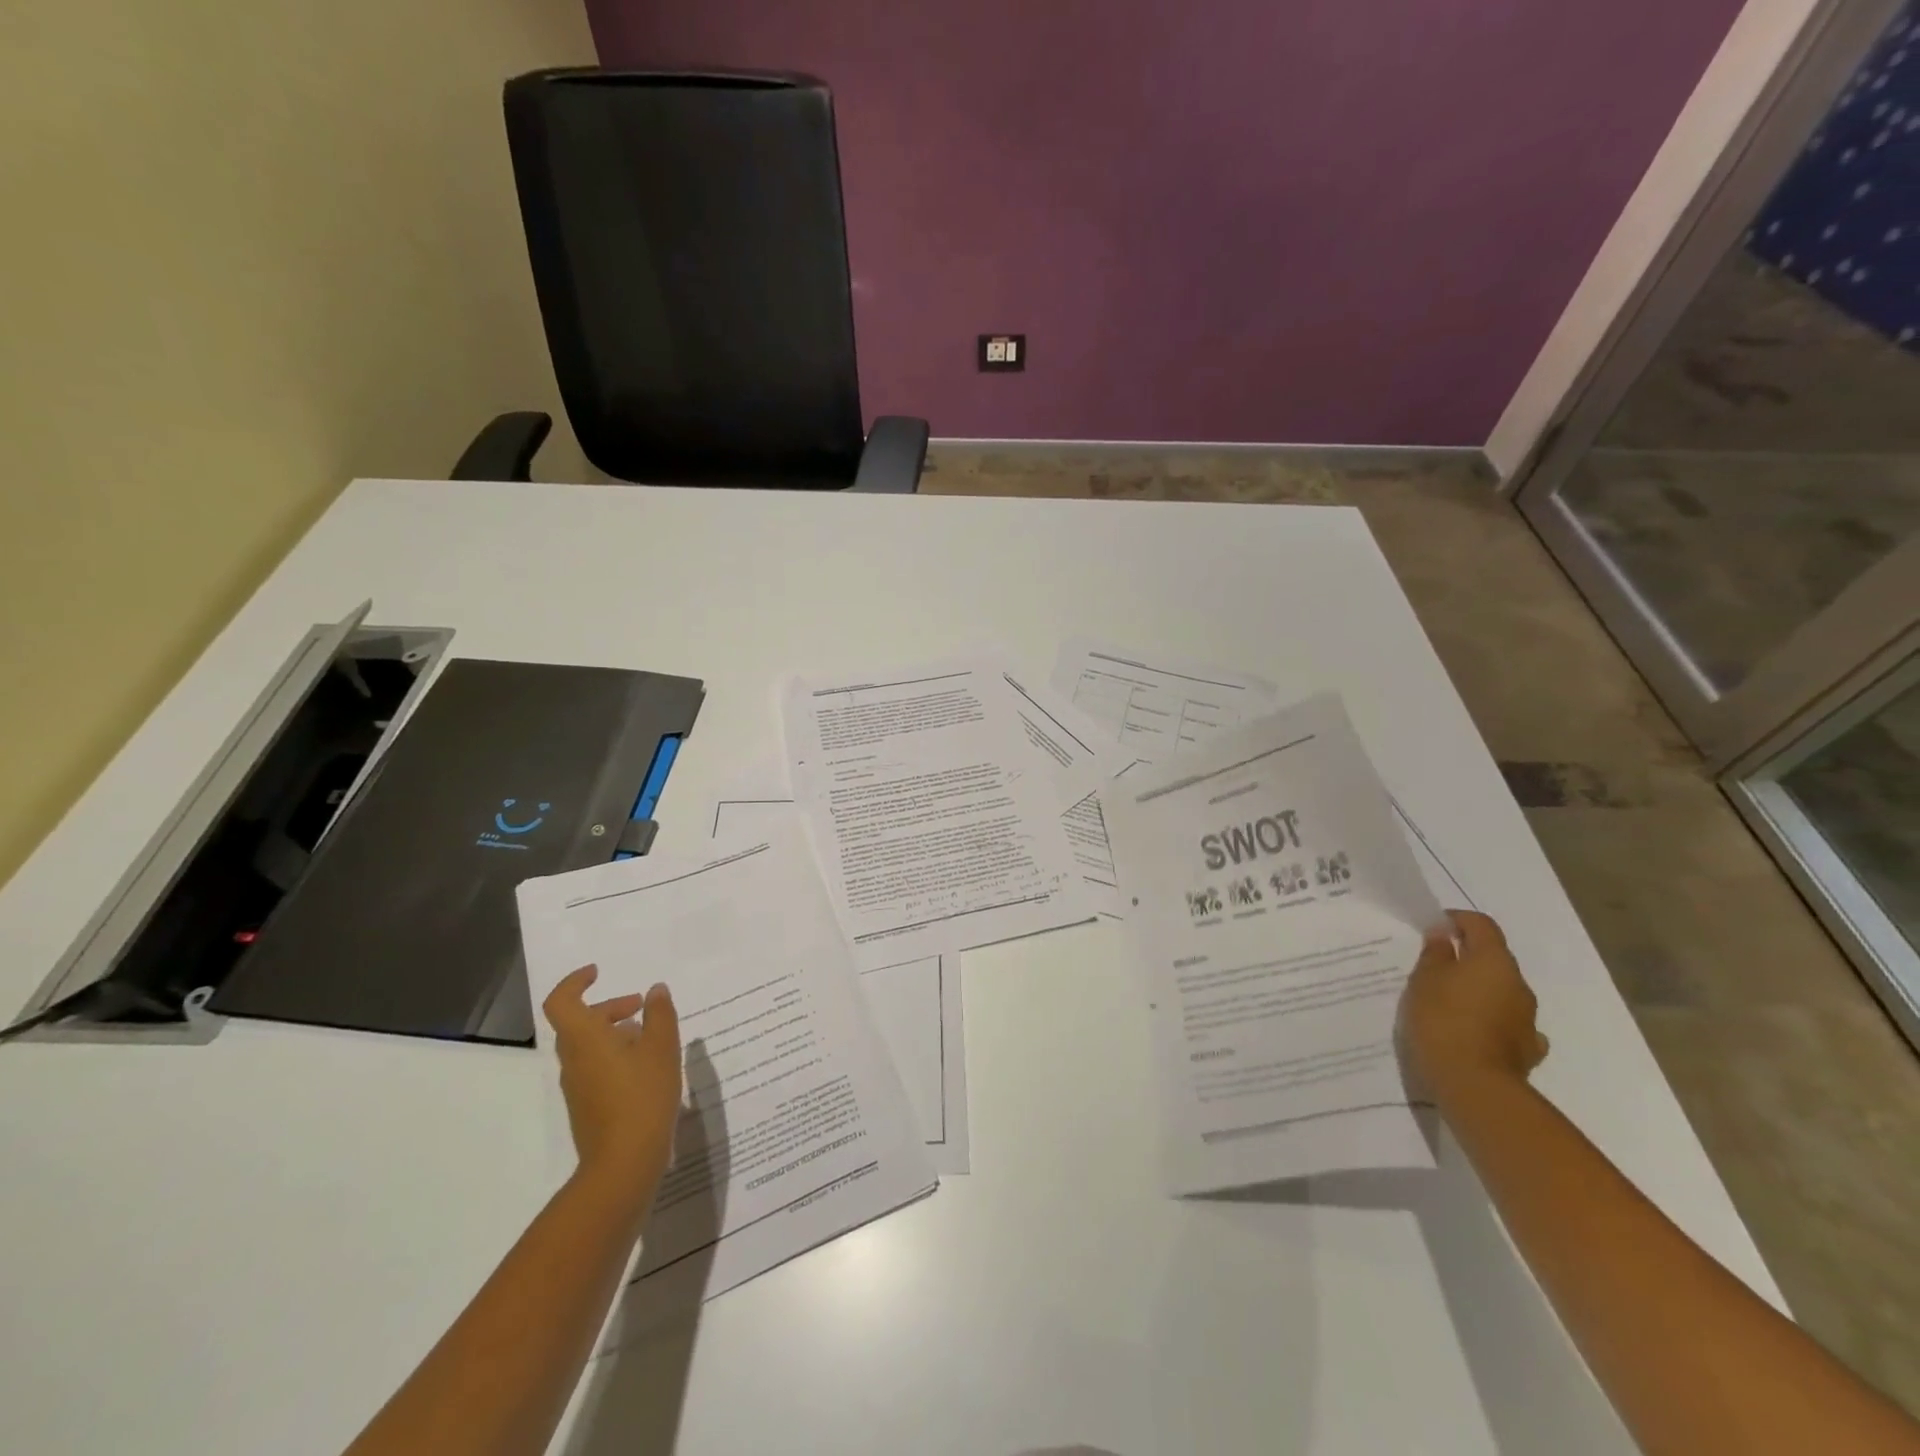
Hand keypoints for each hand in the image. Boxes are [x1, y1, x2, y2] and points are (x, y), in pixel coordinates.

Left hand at [542, 966, 682, 1208]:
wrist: (623, 1164)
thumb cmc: (643, 1096)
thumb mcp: (662, 1047)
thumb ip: (660, 1014)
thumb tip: (655, 990)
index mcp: (585, 1039)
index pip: (562, 1001)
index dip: (575, 982)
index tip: (598, 973)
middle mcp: (573, 1060)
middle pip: (579, 1022)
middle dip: (609, 1007)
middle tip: (641, 1005)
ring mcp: (577, 1086)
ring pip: (588, 1046)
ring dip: (614, 1032)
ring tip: (651, 1035)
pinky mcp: (587, 1106)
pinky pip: (595, 1067)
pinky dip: (615, 1055)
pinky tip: (646, 1067)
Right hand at [1399, 910, 1548, 1100]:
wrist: (1474, 1084)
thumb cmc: (1442, 1020)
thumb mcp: (1424, 979)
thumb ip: (1436, 953)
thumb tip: (1443, 934)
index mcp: (1493, 960)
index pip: (1482, 924)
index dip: (1458, 920)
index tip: (1434, 927)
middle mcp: (1518, 984)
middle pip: (1493, 958)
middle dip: (1467, 957)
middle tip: (1434, 967)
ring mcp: (1527, 1018)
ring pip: (1501, 991)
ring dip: (1478, 990)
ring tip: (1447, 1002)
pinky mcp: (1527, 1048)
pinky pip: (1508, 1022)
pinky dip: (1492, 1020)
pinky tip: (1474, 1030)